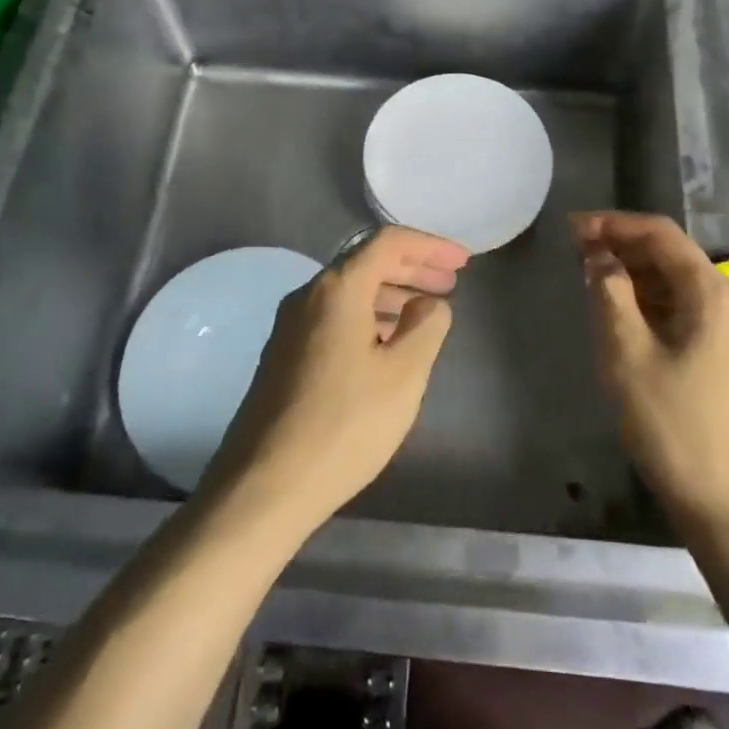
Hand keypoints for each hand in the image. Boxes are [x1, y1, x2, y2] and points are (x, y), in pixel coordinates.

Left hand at [203, 227, 468, 531]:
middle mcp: (308, 296)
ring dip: (390, 293)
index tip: (463, 262)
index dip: (430, 246)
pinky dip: (368, 317)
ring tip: (426, 312)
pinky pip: (334, 317)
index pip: (388, 243)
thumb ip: (426, 327)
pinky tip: (387, 343)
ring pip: (349, 292)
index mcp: (337, 289)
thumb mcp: (404, 374)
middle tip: (450, 283)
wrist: (265, 484)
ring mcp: (290, 326)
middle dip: (412, 268)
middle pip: (366, 263)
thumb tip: (429, 303)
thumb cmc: (345, 424)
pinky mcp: (284, 355)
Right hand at [572, 212, 728, 534]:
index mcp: (712, 292)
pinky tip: (623, 313)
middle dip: (622, 247)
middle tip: (576, 253)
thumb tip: (599, 256)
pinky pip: (686, 309)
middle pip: (671, 255)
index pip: (660, 234)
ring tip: (592, 279)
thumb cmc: (674, 427)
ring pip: (678, 283)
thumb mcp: (627, 356)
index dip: (613, 224)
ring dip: (635, 275)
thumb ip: (610, 294)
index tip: (572, 229)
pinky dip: (651, 302)